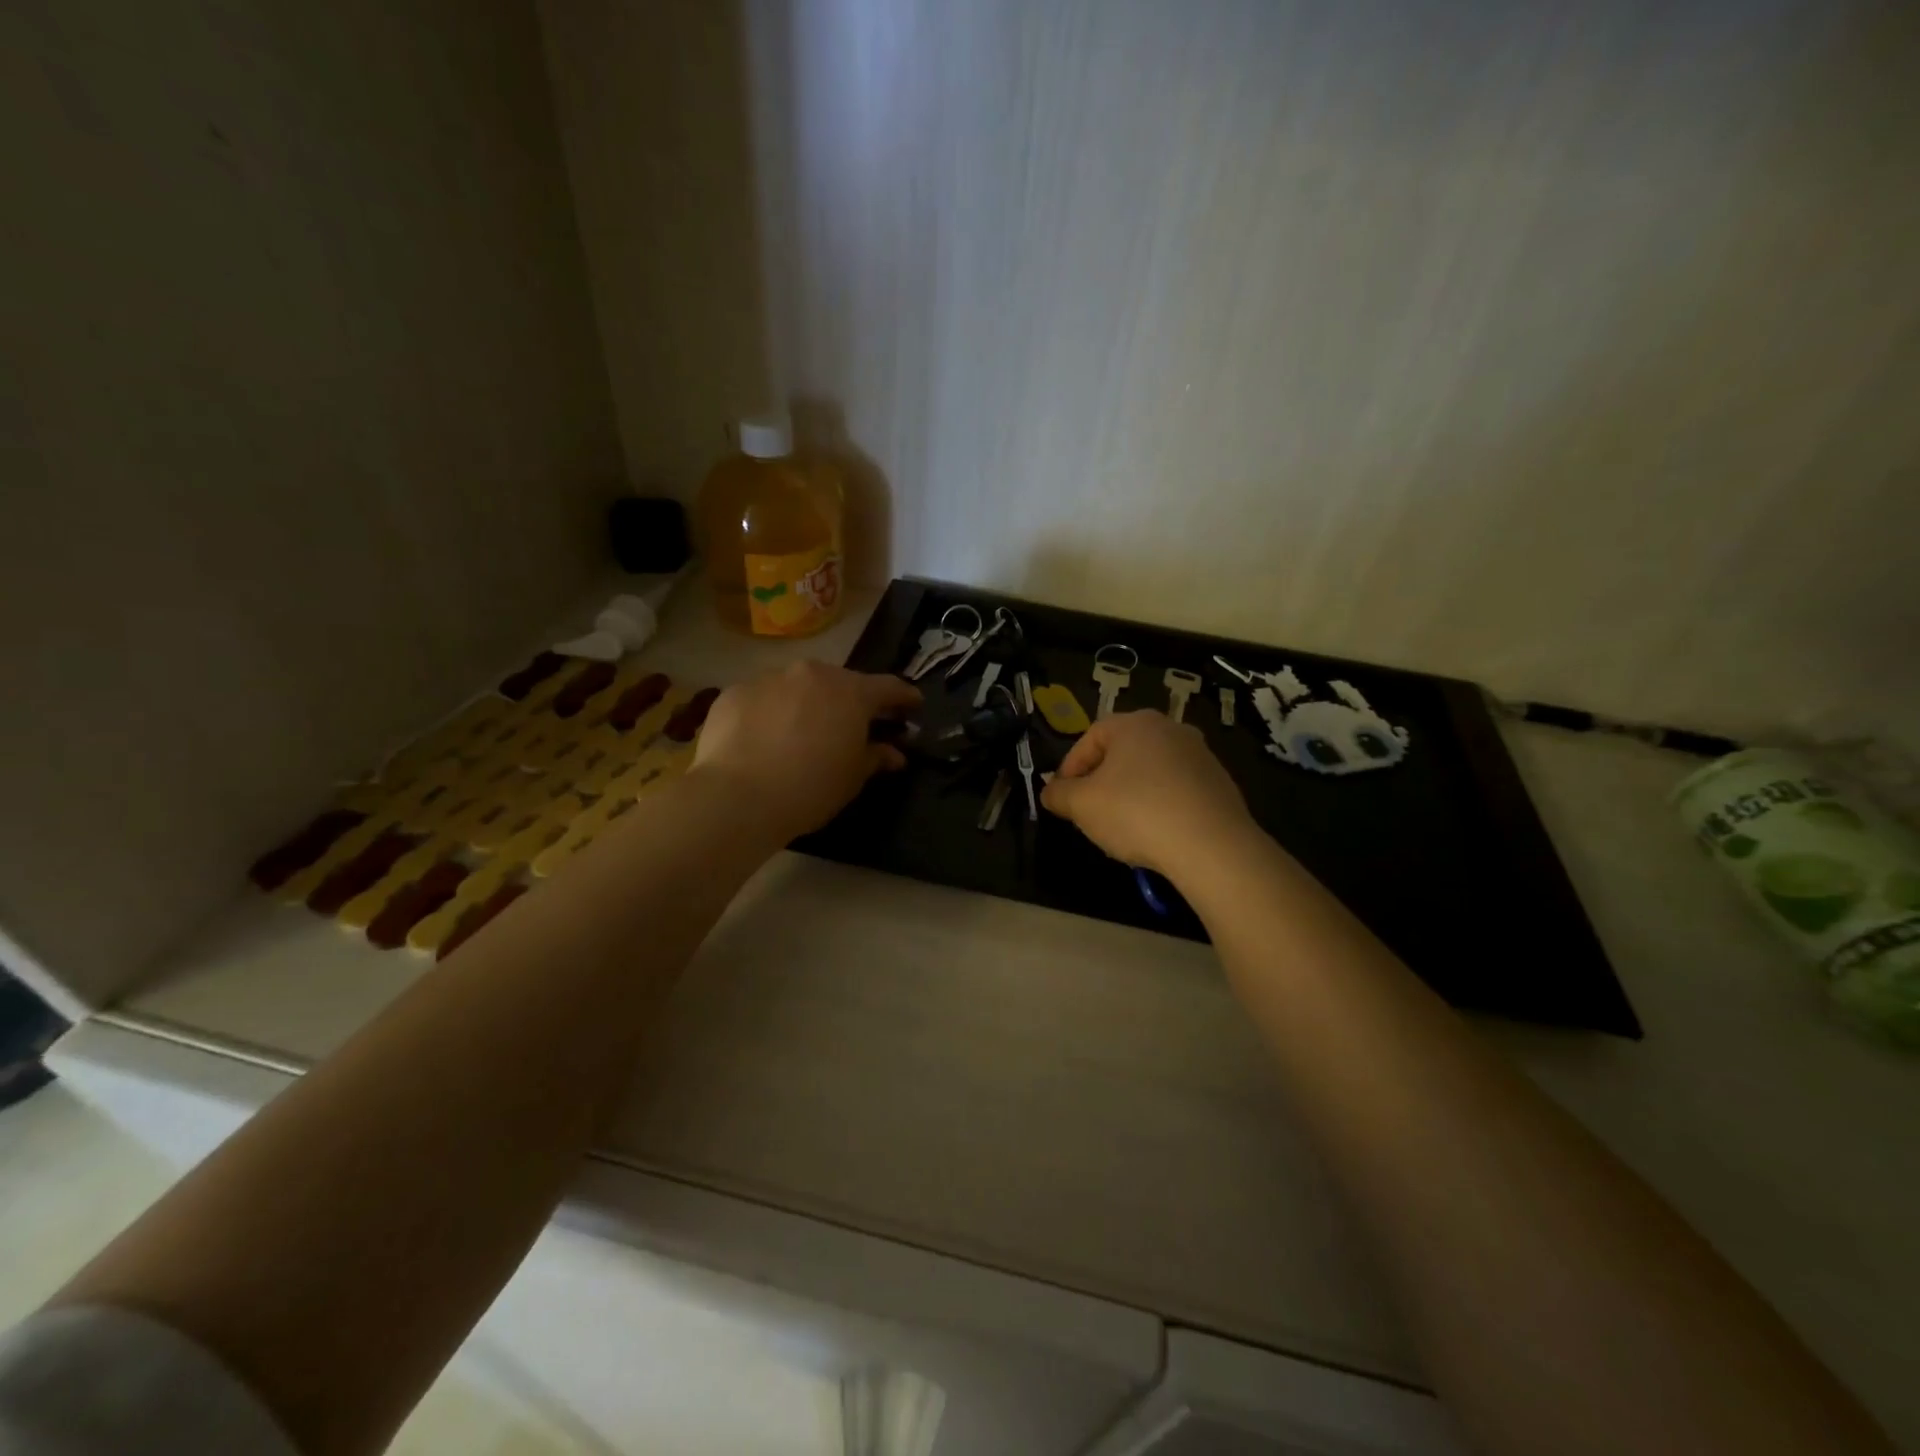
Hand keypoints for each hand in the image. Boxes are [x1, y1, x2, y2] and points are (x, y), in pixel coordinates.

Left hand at [692, 661, 920, 838]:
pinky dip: (770, 713)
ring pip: (798, 687)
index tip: (913, 706)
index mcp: (850, 692)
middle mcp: (812, 674)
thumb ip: (876, 757)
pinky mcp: (735, 692)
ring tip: (802, 734)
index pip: (889, 687)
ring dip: (807, 704)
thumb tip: (894, 753)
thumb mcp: (852, 778)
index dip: (904, 697)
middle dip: (850, 702)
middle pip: (840, 682)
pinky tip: (763, 740)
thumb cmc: (809, 788)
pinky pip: (763, 698)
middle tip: (853, 725)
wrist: (736, 797)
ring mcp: (770, 679)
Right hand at [1041, 710, 1258, 879]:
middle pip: (1123, 752)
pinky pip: (1177, 790)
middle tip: (1089, 810)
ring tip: (1122, 827)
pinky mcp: (1220, 784)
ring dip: (1131, 794)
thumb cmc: (1136, 813)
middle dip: (1101, 781)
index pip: (1091, 737)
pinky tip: (1156, 834)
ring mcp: (1200, 755)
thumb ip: (1059, 794)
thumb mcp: (1081, 805)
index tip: (1063, 797)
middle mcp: (1171, 729)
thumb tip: (1051, 792)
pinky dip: (1161, 806)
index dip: (1070, 767)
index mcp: (1135, 724)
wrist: (1211, 846)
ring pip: (1151, 772)